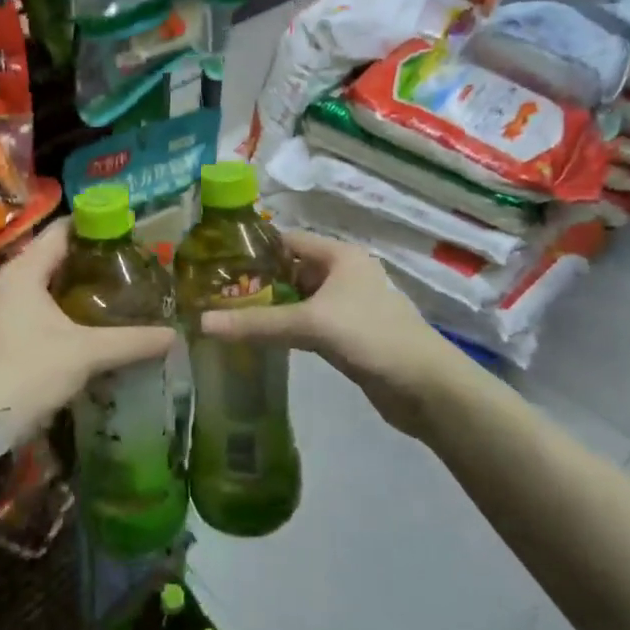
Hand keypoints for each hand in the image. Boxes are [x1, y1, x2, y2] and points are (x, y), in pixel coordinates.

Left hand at [0, 219, 175, 442]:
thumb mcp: (85, 354)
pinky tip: (80, 327)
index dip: (94, 225)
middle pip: (51, 258)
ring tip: (110, 293)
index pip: (61, 231)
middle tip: (127, 264)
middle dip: (87, 260)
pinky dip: (55, 311)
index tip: (127, 229)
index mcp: (22, 271)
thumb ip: (131, 341)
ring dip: (70, 289)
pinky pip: (30, 310)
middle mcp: (4, 283)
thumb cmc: (27, 373)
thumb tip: (174, 335)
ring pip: (40, 287)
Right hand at [200, 230, 460, 436]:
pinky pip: (308, 323)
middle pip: (291, 270)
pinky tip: (259, 339)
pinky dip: (286, 328)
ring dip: (270, 307)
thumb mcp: (312, 325)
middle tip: (214, 293)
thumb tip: (201, 323)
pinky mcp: (348, 335)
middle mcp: (343, 274)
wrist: (427, 389)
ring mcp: (347, 306)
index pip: (286, 240)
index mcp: (340, 255)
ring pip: (299, 299)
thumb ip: (257, 323)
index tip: (215, 262)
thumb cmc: (372, 337)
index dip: (253, 249)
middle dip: (257, 281)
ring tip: (227, 315)